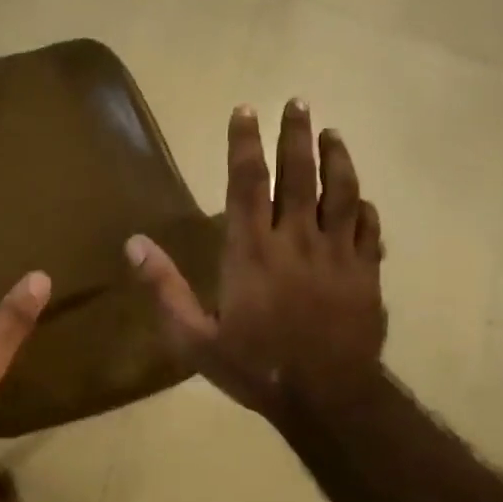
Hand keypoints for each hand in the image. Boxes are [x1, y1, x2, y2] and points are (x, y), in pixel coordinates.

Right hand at [126, 101, 386, 426]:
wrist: (325, 398)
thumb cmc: (253, 367)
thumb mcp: (193, 337)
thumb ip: (164, 288)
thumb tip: (133, 243)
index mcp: (251, 251)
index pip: (247, 183)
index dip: (245, 143)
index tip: (245, 110)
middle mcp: (296, 240)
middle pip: (298, 175)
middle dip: (296, 135)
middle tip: (298, 103)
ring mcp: (337, 255)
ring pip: (341, 193)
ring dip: (336, 159)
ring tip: (332, 133)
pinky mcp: (366, 274)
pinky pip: (368, 229)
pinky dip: (363, 207)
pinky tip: (362, 197)